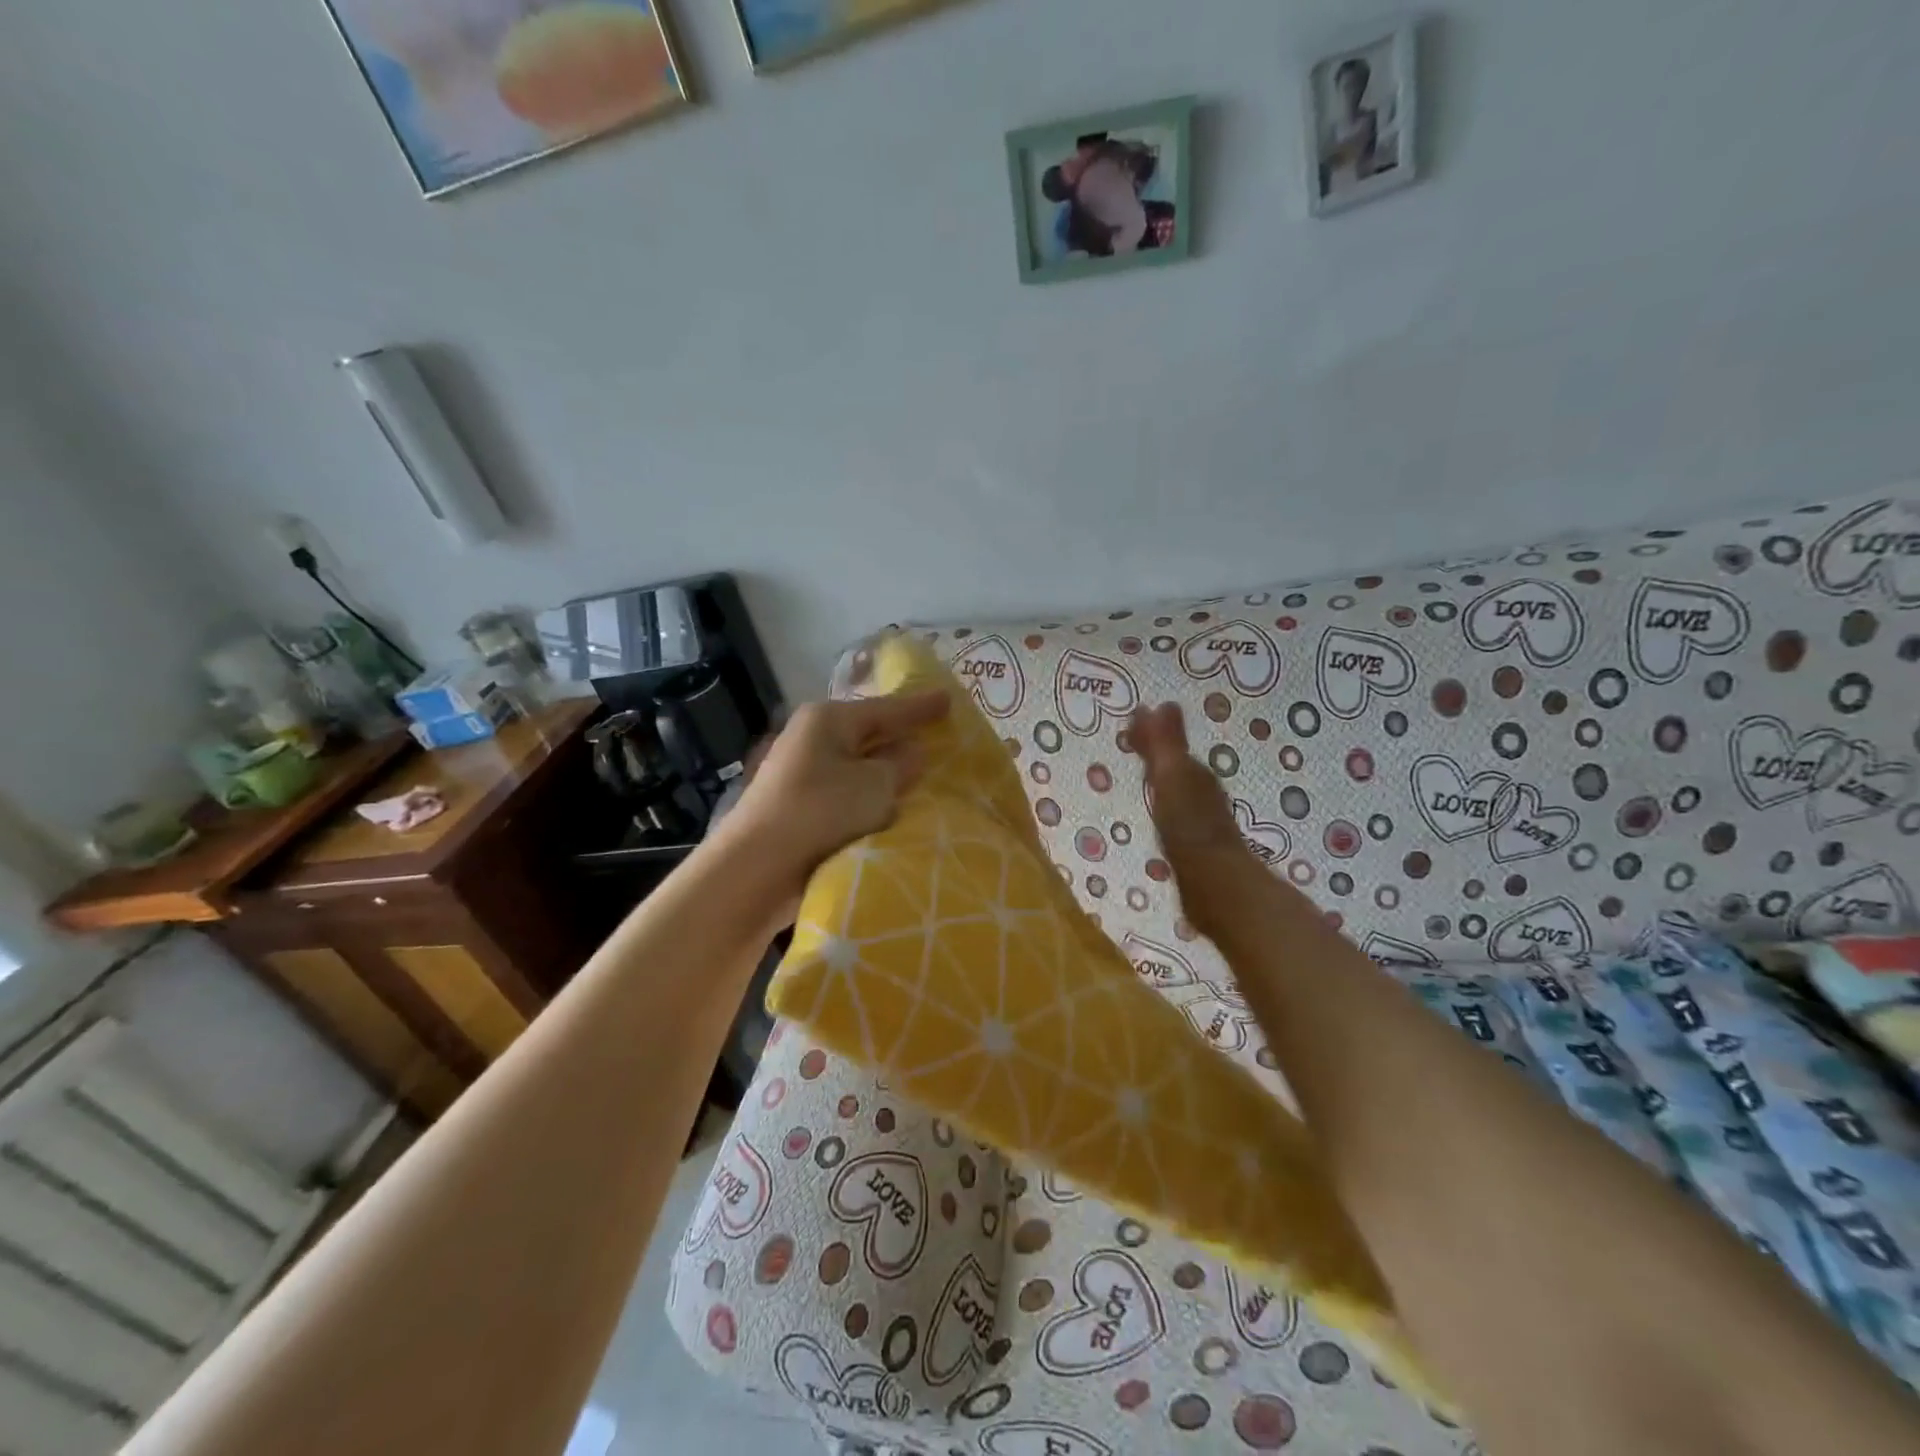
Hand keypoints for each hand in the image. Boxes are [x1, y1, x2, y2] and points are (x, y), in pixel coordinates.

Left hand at [711, 691, 949, 920]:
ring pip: (857, 766)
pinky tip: (890, 806)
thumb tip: (912, 752)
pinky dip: (868, 797)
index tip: (949, 699)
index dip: (921, 707)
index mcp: (828, 719)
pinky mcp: (798, 806)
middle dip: (901, 738)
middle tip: (937, 736)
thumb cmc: (822, 812)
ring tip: (922, 774)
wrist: (757, 869)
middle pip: (868, 734)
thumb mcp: (875, 785)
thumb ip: (901, 765)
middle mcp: (811, 738)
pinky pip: (846, 793)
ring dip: (885, 773)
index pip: (886, 708)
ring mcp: (800, 773)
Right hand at [1127, 703, 1262, 940]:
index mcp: (1193, 774)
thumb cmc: (1189, 826)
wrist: (1216, 883)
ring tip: (1145, 773)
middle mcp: (1201, 793)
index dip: (1152, 735)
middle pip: (1176, 766)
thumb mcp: (1172, 777)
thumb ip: (1165, 744)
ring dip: (1162, 779)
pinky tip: (1162, 815)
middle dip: (1157, 753)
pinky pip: (1178, 814)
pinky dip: (1167, 806)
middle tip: (1133, 742)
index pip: (1171, 746)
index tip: (1131, 722)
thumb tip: (1159, 704)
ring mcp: (1202, 821)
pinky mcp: (1198, 848)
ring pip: (1179, 790)